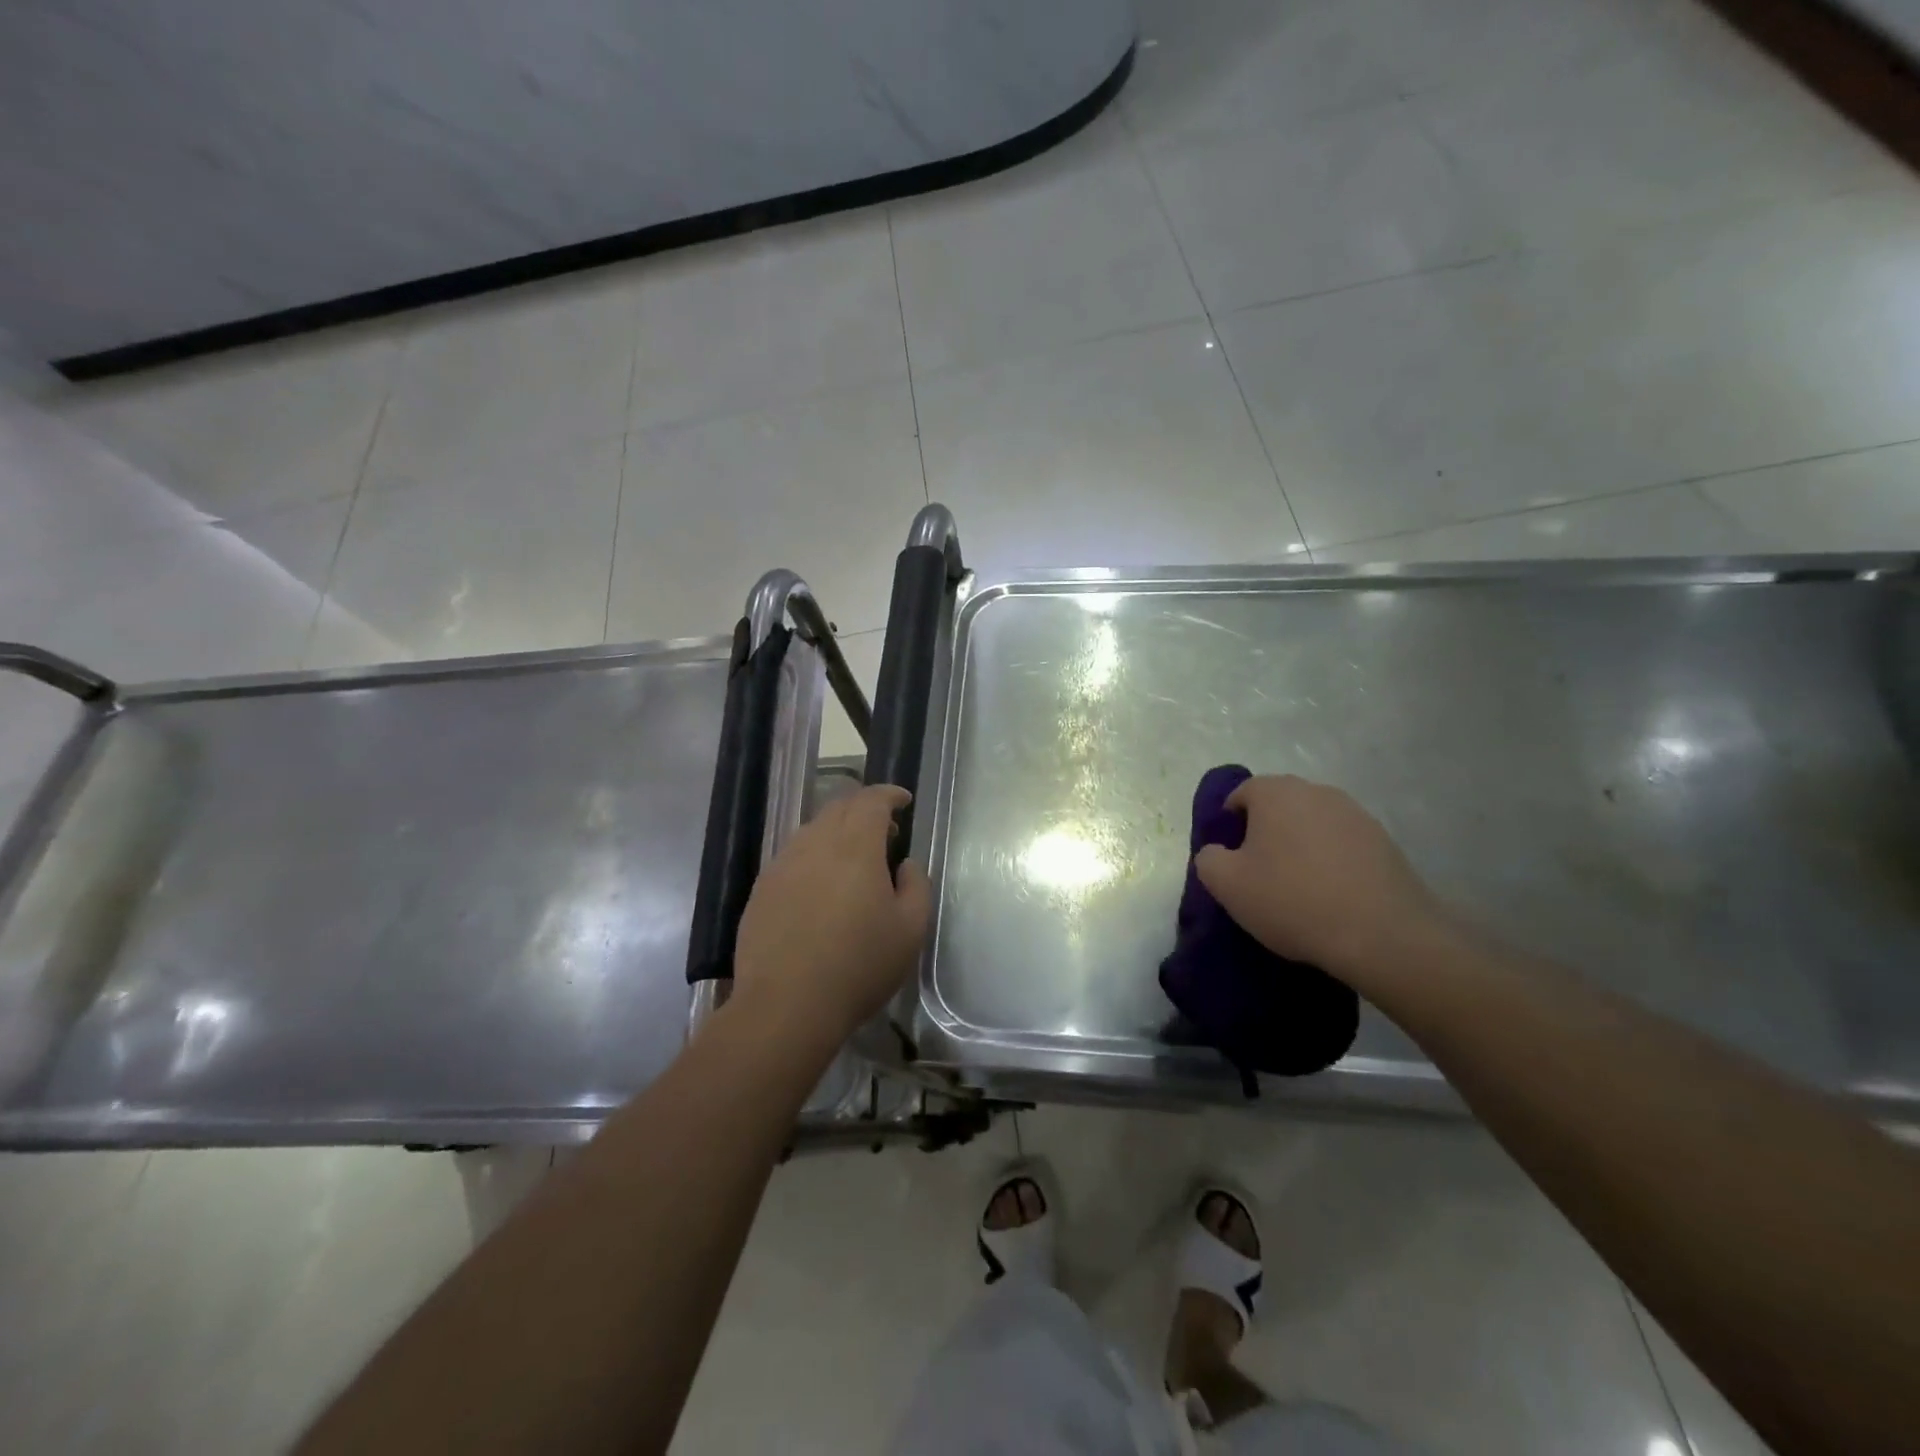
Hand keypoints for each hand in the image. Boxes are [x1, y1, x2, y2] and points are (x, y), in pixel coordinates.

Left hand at [732, 784, 931, 1046]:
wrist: (786, 1005)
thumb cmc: (858, 966)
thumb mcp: (910, 930)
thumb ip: (916, 886)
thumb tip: (905, 864)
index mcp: (855, 846)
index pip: (871, 800)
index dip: (890, 794)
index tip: (904, 801)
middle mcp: (815, 844)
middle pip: (839, 808)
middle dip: (865, 809)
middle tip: (886, 831)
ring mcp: (783, 865)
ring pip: (813, 831)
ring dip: (837, 832)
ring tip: (854, 860)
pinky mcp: (762, 890)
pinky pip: (793, 856)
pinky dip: (814, 856)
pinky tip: (821, 887)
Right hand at [1195, 774, 1450, 982]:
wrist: (1382, 935)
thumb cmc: (1292, 900)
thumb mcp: (1226, 885)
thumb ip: (1208, 858)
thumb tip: (1217, 851)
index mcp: (1276, 792)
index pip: (1241, 794)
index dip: (1229, 824)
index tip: (1231, 859)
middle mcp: (1317, 792)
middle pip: (1279, 805)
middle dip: (1266, 832)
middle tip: (1260, 873)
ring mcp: (1357, 815)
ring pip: (1313, 824)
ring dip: (1301, 846)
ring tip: (1299, 888)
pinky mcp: (1386, 842)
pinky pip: (1344, 845)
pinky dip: (1332, 862)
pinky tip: (1332, 896)